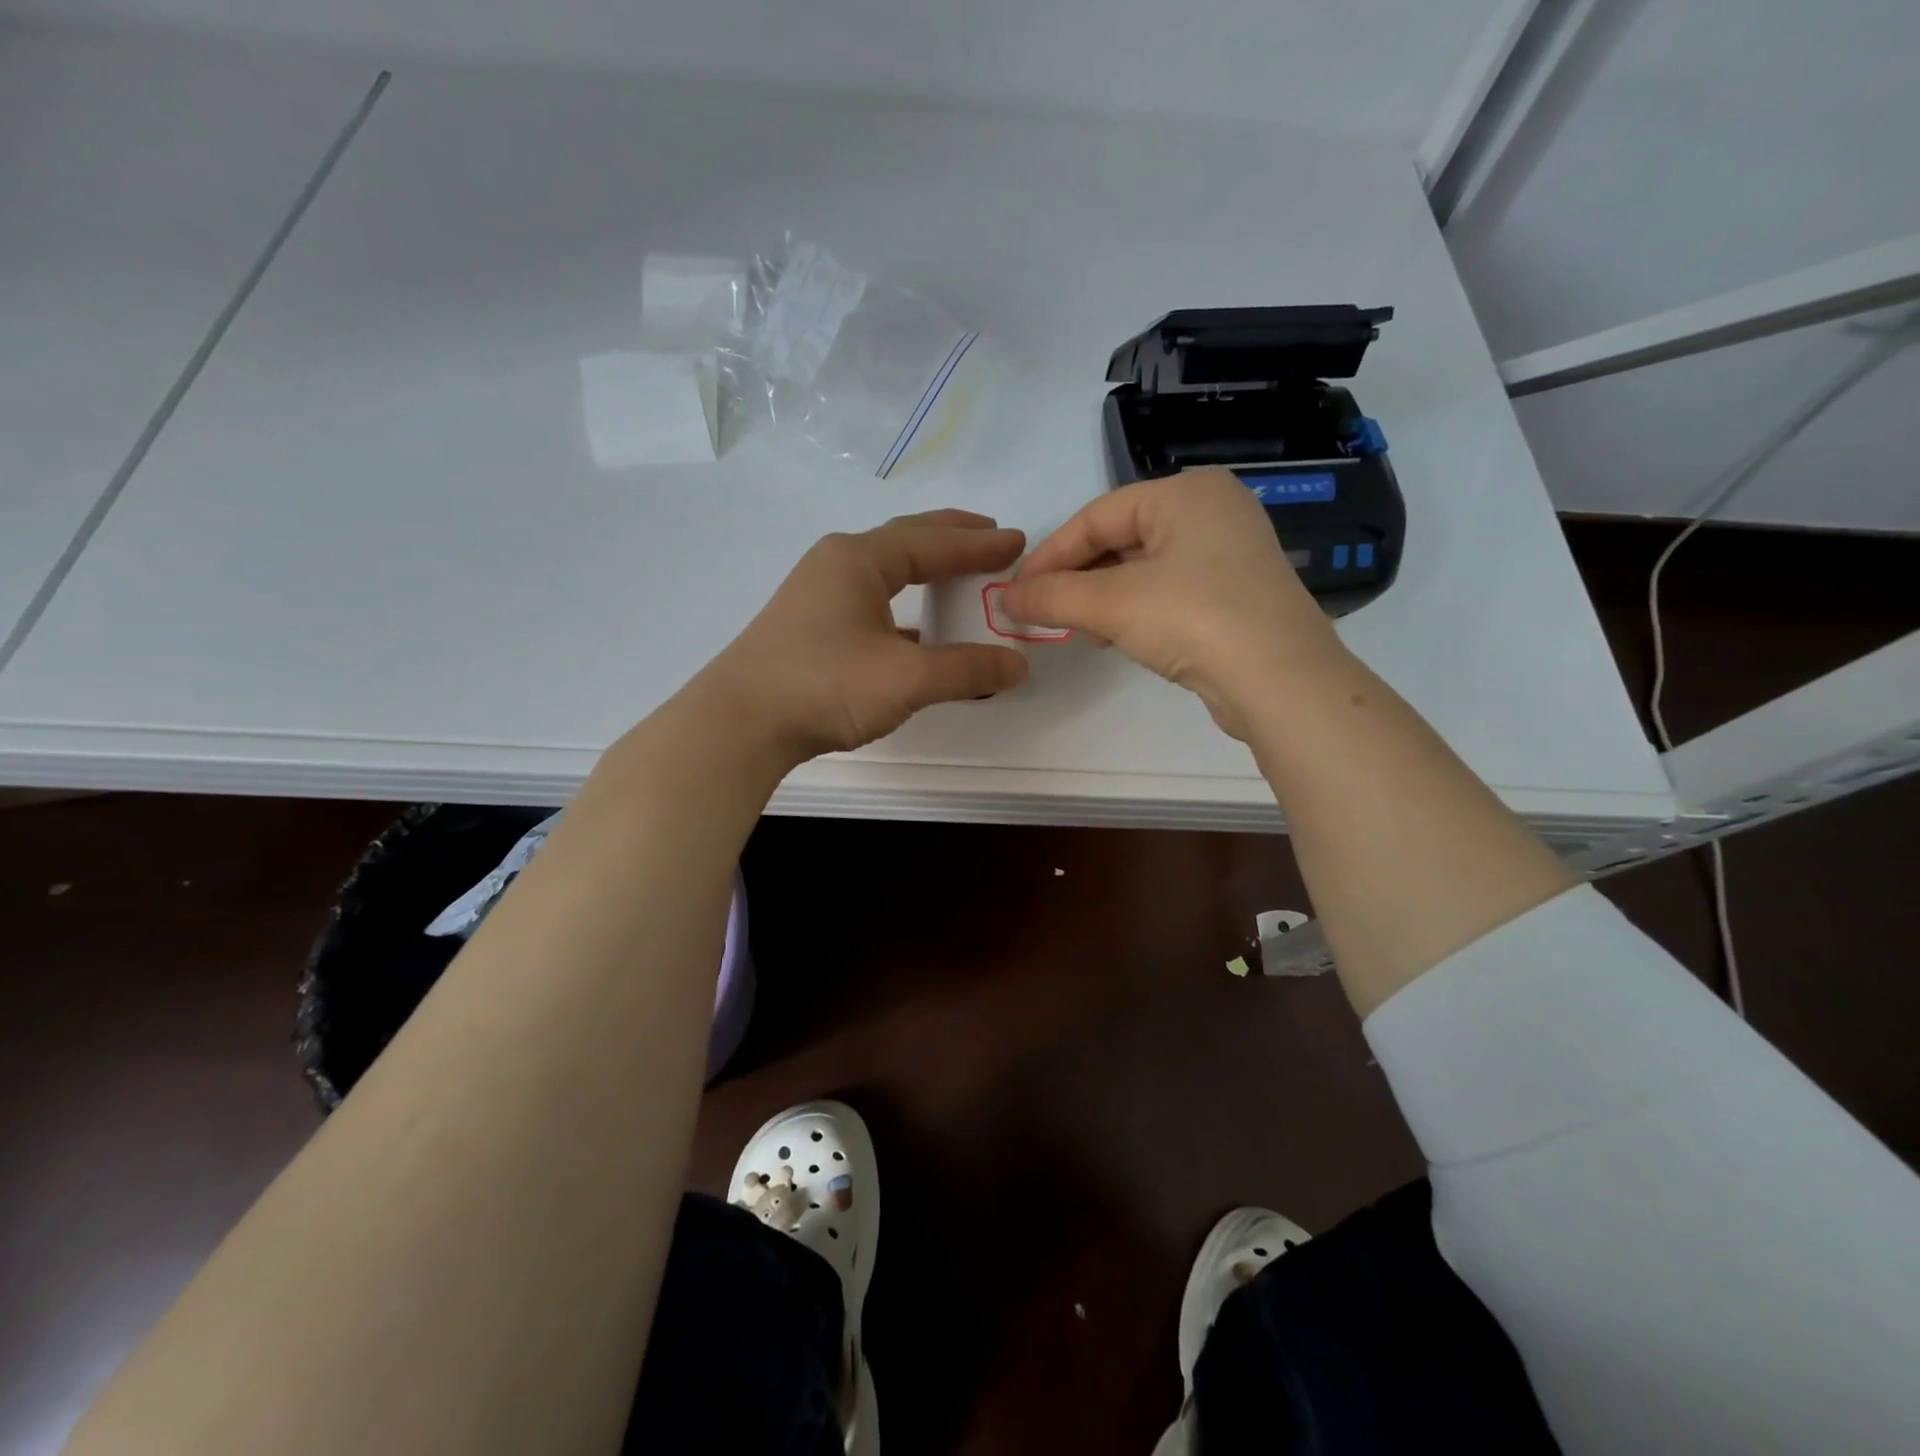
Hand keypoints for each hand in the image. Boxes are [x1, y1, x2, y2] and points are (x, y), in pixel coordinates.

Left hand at [692, 510, 1028, 762]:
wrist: (740, 723)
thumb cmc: (825, 685)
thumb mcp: (907, 678)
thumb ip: (966, 670)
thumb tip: (1017, 667)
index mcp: (860, 559)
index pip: (933, 541)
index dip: (979, 544)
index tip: (1017, 542)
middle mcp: (837, 564)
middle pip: (906, 540)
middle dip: (951, 537)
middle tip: (990, 536)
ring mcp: (818, 595)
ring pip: (885, 571)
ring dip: (924, 569)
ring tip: (957, 574)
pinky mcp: (809, 626)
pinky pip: (870, 601)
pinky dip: (902, 606)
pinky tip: (917, 632)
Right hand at [998, 469, 1344, 737]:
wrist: (1281, 680)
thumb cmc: (1194, 619)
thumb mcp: (1112, 604)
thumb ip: (1053, 596)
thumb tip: (1004, 600)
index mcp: (1186, 492)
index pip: (1097, 516)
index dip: (1050, 554)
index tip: (1017, 592)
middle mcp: (1212, 510)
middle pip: (1120, 539)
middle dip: (1077, 578)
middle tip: (1045, 612)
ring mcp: (1229, 552)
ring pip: (1143, 567)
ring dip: (1102, 597)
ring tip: (1079, 629)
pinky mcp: (1236, 592)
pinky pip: (1169, 589)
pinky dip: (1135, 609)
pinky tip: (1117, 636)